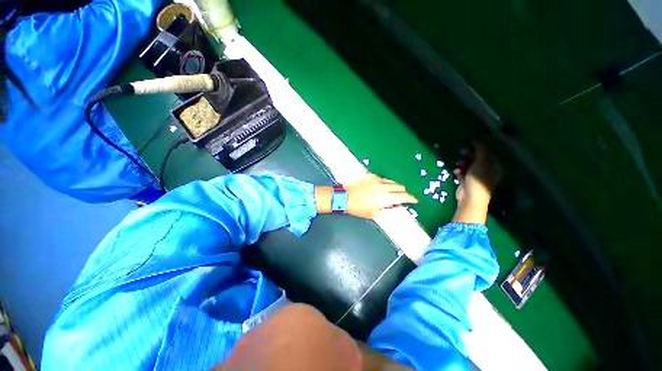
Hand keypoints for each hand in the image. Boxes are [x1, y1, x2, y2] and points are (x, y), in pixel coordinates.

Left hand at [346, 174, 417, 218]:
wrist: (344, 197)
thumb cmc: (358, 208)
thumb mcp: (375, 214)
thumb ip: (390, 210)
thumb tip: (399, 207)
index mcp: (386, 197)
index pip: (404, 196)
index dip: (411, 198)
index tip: (414, 200)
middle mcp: (384, 186)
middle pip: (400, 187)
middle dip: (403, 193)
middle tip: (400, 198)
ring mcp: (377, 180)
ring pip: (392, 182)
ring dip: (395, 187)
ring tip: (390, 193)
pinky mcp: (371, 176)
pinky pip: (383, 179)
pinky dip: (386, 183)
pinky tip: (381, 188)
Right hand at [452, 144, 501, 223]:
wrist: (470, 198)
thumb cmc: (478, 180)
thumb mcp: (480, 163)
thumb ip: (481, 152)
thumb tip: (479, 142)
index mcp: (493, 167)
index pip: (488, 155)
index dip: (479, 149)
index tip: (470, 145)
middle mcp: (486, 172)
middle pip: (478, 160)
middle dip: (470, 156)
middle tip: (462, 152)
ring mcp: (476, 178)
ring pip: (469, 167)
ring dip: (463, 163)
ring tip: (458, 163)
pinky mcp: (467, 183)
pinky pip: (463, 174)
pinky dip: (459, 171)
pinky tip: (456, 171)